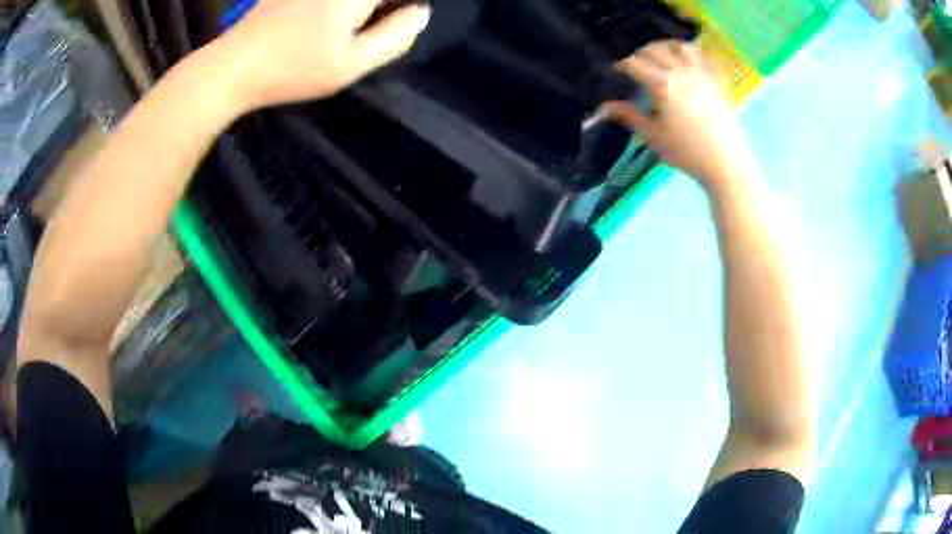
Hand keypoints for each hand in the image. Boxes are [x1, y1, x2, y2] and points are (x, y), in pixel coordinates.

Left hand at [214, 0, 430, 111]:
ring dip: (359, 12)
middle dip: (381, 10)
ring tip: (339, 35)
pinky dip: (338, 11)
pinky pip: (328, 1)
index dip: (400, 10)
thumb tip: (420, 12)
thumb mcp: (350, 65)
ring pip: (354, 0)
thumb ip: (395, 37)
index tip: (397, 24)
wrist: (231, 67)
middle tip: (363, 36)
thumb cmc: (291, 70)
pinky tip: (320, 27)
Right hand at [603, 40, 756, 188]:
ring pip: (679, 46)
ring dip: (666, 47)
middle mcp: (680, 71)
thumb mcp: (653, 136)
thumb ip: (630, 116)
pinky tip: (686, 61)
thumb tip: (605, 107)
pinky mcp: (716, 80)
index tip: (617, 72)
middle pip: (654, 50)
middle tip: (636, 65)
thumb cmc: (687, 152)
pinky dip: (690, 53)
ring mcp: (701, 73)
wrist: (726, 162)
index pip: (634, 64)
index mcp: (661, 84)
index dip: (622, 65)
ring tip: (661, 55)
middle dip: (641, 54)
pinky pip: (702, 56)